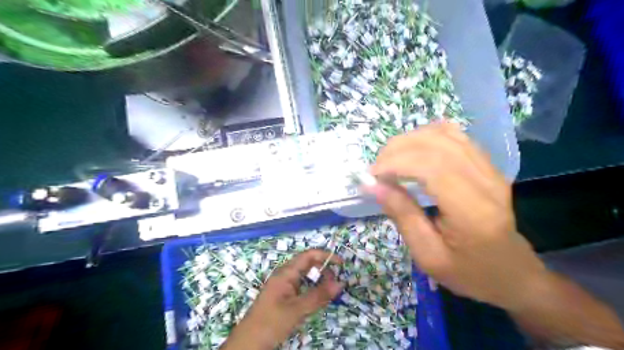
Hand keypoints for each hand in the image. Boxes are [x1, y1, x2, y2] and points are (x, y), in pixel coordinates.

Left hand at [222, 249, 343, 349]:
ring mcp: (284, 286)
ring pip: (306, 276)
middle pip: (308, 264)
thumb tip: (341, 283)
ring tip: (330, 292)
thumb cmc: (270, 322)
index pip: (309, 255)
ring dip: (319, 280)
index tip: (342, 264)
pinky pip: (302, 287)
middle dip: (324, 270)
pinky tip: (318, 299)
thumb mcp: (297, 310)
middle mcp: (285, 275)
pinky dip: (313, 290)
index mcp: (286, 272)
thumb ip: (319, 296)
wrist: (248, 343)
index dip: (326, 256)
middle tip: (337, 284)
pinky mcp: (284, 297)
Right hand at [366, 122, 547, 310]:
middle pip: (436, 144)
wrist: (513, 274)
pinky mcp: (487, 165)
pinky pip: (455, 136)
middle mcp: (485, 181)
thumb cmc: (469, 272)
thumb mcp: (428, 255)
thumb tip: (373, 186)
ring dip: (409, 140)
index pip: (430, 167)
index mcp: (472, 210)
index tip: (371, 176)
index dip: (395, 163)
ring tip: (390, 159)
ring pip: (444, 134)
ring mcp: (490, 169)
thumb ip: (402, 216)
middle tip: (377, 169)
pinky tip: (413, 151)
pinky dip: (427, 137)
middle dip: (397, 150)